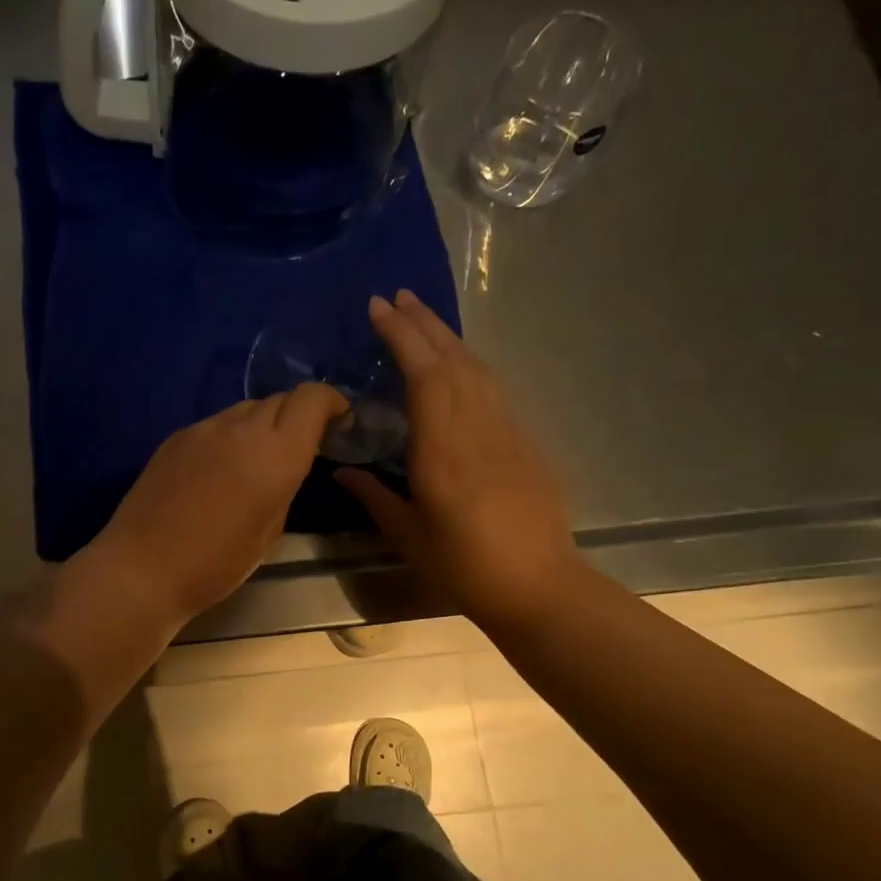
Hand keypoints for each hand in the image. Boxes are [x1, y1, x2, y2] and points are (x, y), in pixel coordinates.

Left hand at [90, 383, 349, 623]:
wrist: (143, 568)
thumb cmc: (216, 564)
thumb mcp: (270, 532)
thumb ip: (284, 485)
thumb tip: (284, 465)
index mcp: (276, 454)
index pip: (311, 398)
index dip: (330, 403)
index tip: (337, 423)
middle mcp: (241, 429)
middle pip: (280, 399)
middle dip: (297, 416)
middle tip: (298, 447)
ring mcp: (203, 428)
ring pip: (245, 409)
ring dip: (261, 426)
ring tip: (255, 460)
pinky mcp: (175, 437)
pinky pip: (215, 425)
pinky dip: (229, 436)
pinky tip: (219, 469)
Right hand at [336, 289, 586, 630]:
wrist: (538, 584)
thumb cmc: (464, 565)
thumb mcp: (407, 535)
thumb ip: (374, 496)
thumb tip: (342, 472)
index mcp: (443, 448)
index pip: (424, 374)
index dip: (402, 337)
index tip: (379, 309)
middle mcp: (477, 427)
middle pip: (453, 359)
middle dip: (424, 323)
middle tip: (397, 296)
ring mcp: (506, 431)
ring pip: (478, 368)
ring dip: (449, 337)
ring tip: (423, 317)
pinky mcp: (524, 441)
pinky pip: (493, 389)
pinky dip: (469, 364)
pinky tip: (458, 364)